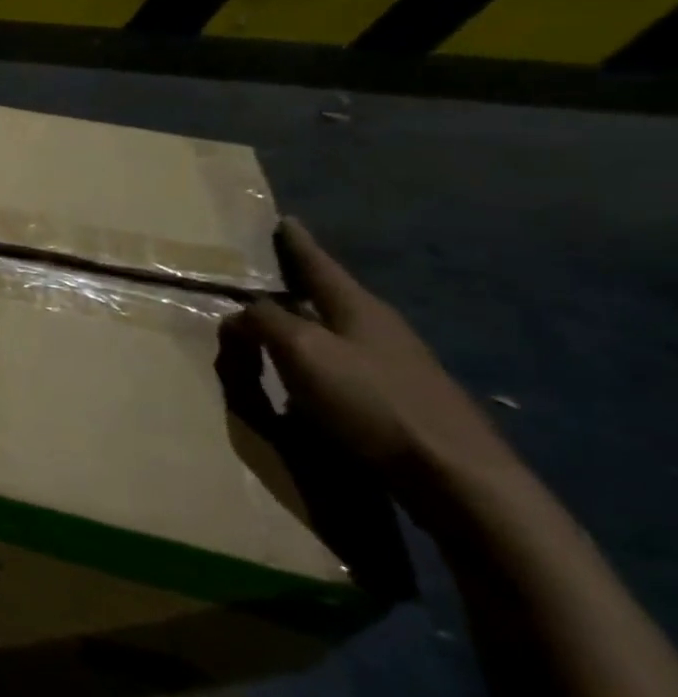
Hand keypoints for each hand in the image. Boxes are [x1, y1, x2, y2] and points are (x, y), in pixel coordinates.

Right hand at [229, 218, 519, 520]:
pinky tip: (302, 376)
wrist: (455, 477)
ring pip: (336, 331)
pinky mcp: (398, 400)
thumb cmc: (371, 402)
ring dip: (304, 324)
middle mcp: (379, 329)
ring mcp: (395, 366)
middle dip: (299, 283)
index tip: (285, 220)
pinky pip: (341, 364)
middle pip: (330, 296)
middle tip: (268, 273)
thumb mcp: (303, 353)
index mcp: (358, 308)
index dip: (298, 243)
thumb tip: (240, 312)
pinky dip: (315, 359)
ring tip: (275, 324)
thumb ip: (265, 323)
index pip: (319, 265)